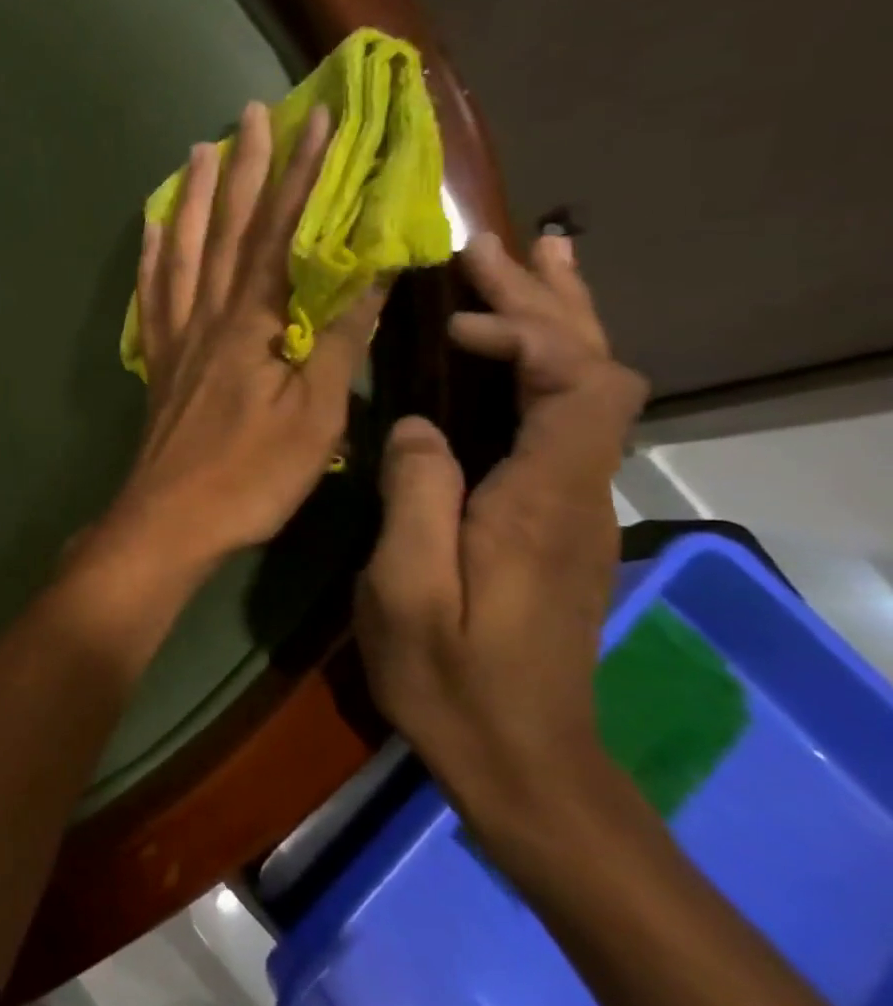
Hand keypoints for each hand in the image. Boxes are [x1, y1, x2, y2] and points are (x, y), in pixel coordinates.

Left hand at [105, 102, 382, 575]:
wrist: (171, 516)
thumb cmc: (251, 474)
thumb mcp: (316, 413)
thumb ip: (341, 338)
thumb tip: (373, 269)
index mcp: (254, 323)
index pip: (283, 234)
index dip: (302, 176)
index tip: (319, 121)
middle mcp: (209, 315)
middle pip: (227, 229)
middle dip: (244, 168)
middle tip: (248, 113)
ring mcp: (175, 335)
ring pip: (183, 251)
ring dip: (192, 199)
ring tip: (196, 152)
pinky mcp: (157, 359)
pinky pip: (151, 295)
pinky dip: (152, 257)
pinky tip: (152, 231)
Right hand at [354, 231, 648, 839]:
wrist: (521, 759)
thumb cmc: (452, 676)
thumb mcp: (407, 588)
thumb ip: (417, 496)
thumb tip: (416, 423)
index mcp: (543, 498)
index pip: (580, 381)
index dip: (527, 331)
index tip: (451, 322)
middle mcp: (577, 488)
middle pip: (597, 367)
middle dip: (547, 300)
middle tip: (494, 246)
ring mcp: (572, 503)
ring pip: (590, 388)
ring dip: (557, 320)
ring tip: (529, 261)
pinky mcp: (553, 517)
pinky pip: (562, 417)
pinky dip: (544, 363)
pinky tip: (513, 351)